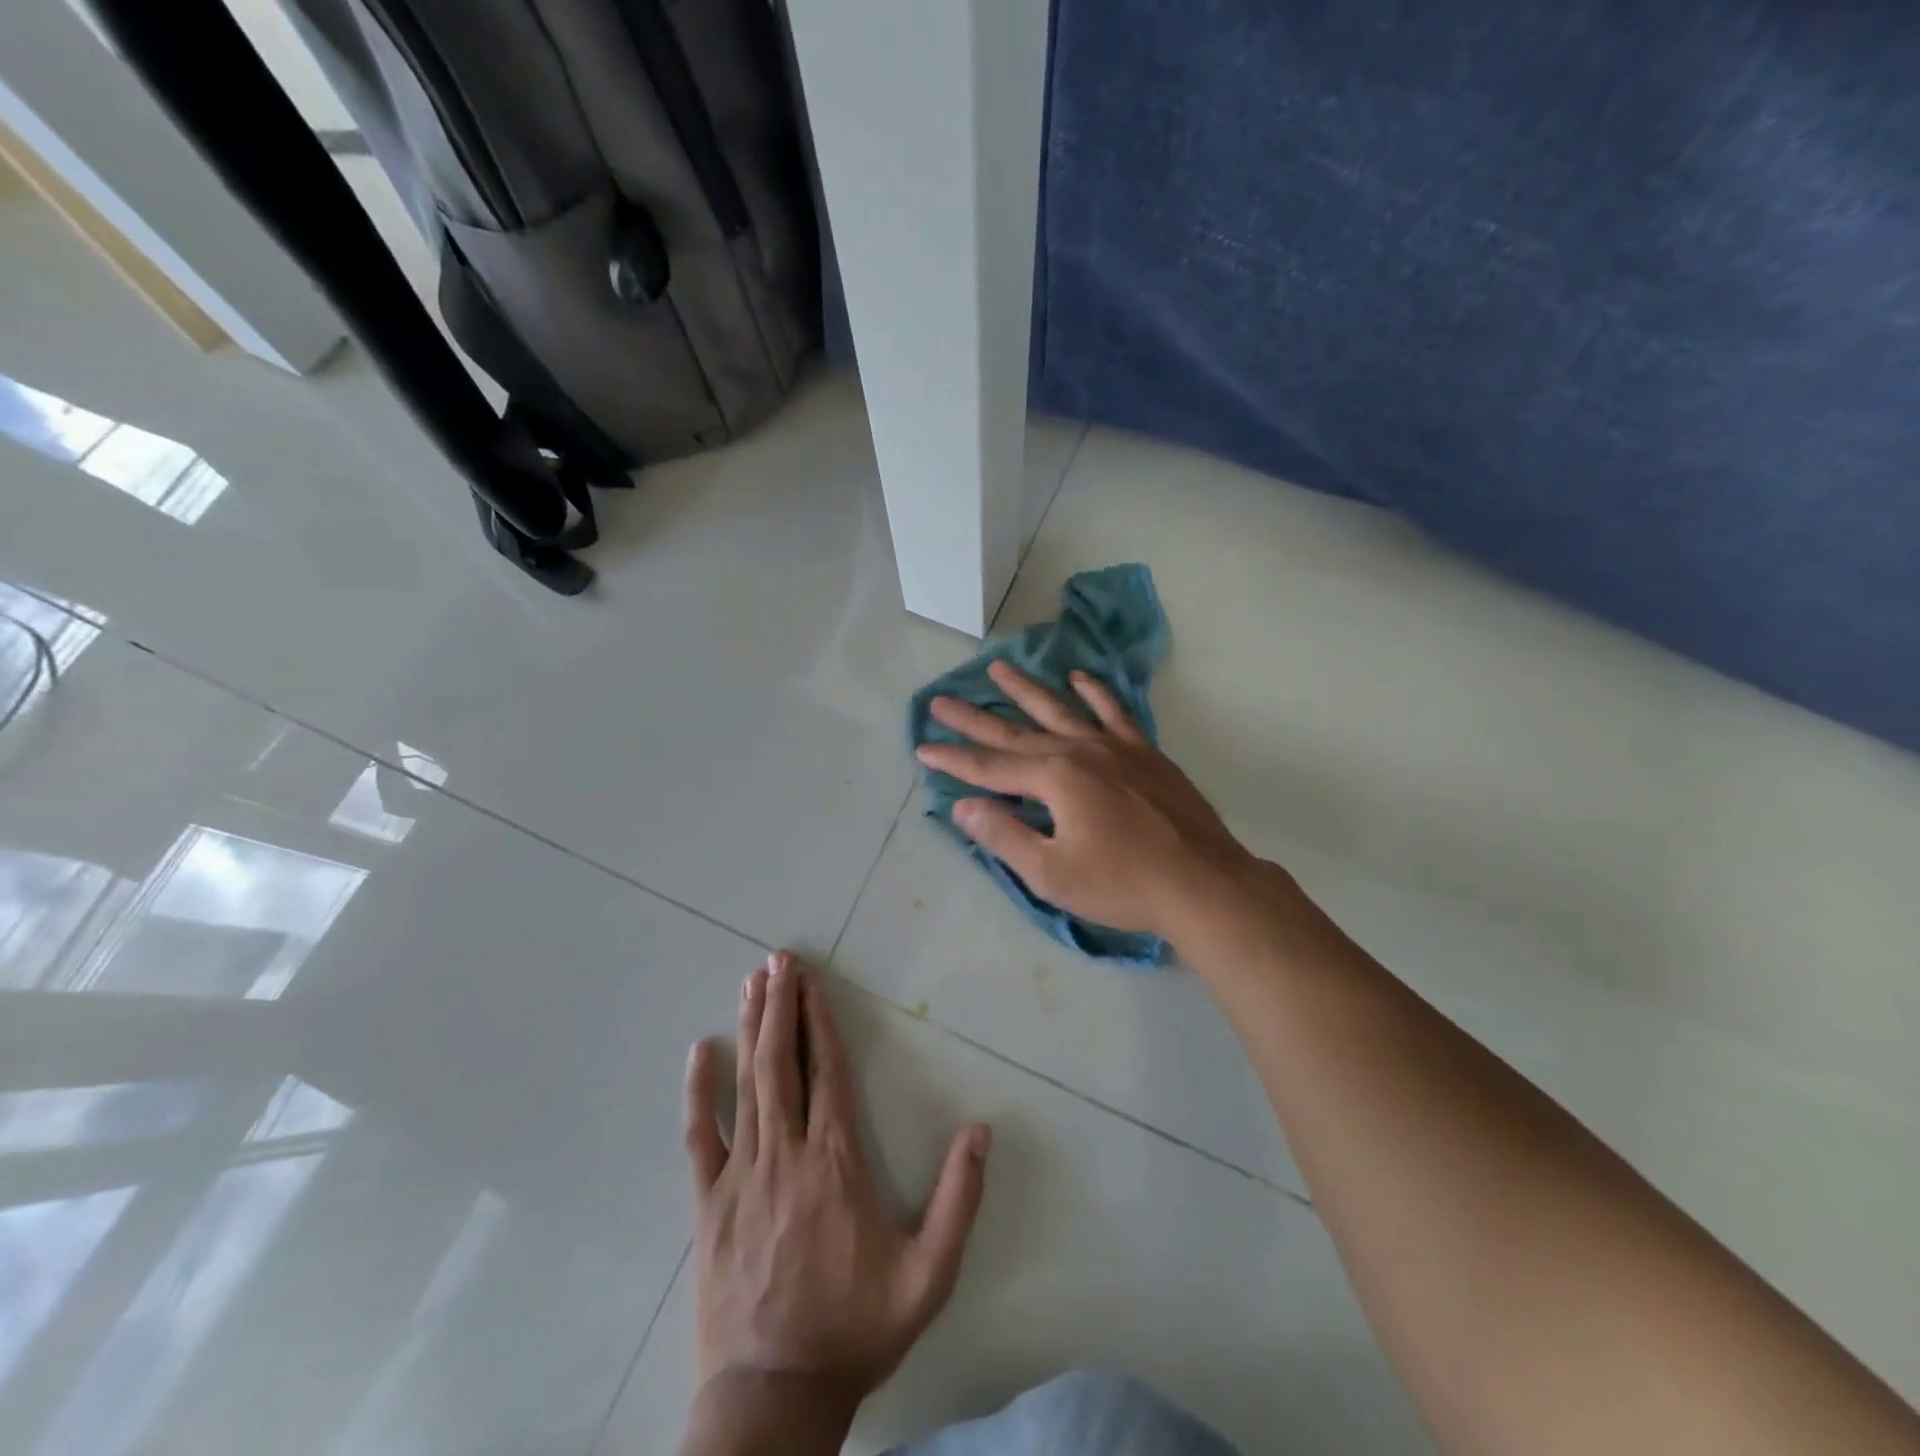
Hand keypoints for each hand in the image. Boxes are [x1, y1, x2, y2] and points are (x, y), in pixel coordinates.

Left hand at [683, 952, 990, 1418]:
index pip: (828, 1072)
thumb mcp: (928, 1276)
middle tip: (779, 960)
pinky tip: (699, 1051)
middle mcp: (787, 1153)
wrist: (773, 1397)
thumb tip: (982, 1131)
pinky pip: (700, 1136)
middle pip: (782, 1063)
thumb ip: (960, 1201)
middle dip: (782, 1006)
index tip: (813, 982)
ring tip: (754, 983)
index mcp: (836, 1162)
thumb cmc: (855, 1329)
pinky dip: (698, 1091)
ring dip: (751, 1029)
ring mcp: (742, 1175)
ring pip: (746, 1084)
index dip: (820, 1022)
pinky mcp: (709, 1203)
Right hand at [915, 661, 1253, 939]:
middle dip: (974, 719)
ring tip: (998, 667)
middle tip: (941, 700)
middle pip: (1016, 732)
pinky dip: (1095, 693)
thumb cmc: (1123, 885)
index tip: (922, 747)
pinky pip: (1115, 712)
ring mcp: (1116, 747)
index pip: (990, 767)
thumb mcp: (1053, 873)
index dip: (953, 759)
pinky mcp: (1145, 753)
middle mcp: (1080, 751)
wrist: (1203, 883)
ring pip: (1061, 710)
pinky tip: (1080, 677)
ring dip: (1026, 690)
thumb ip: (1005, 835)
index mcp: (1056, 779)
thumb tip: (962, 806)